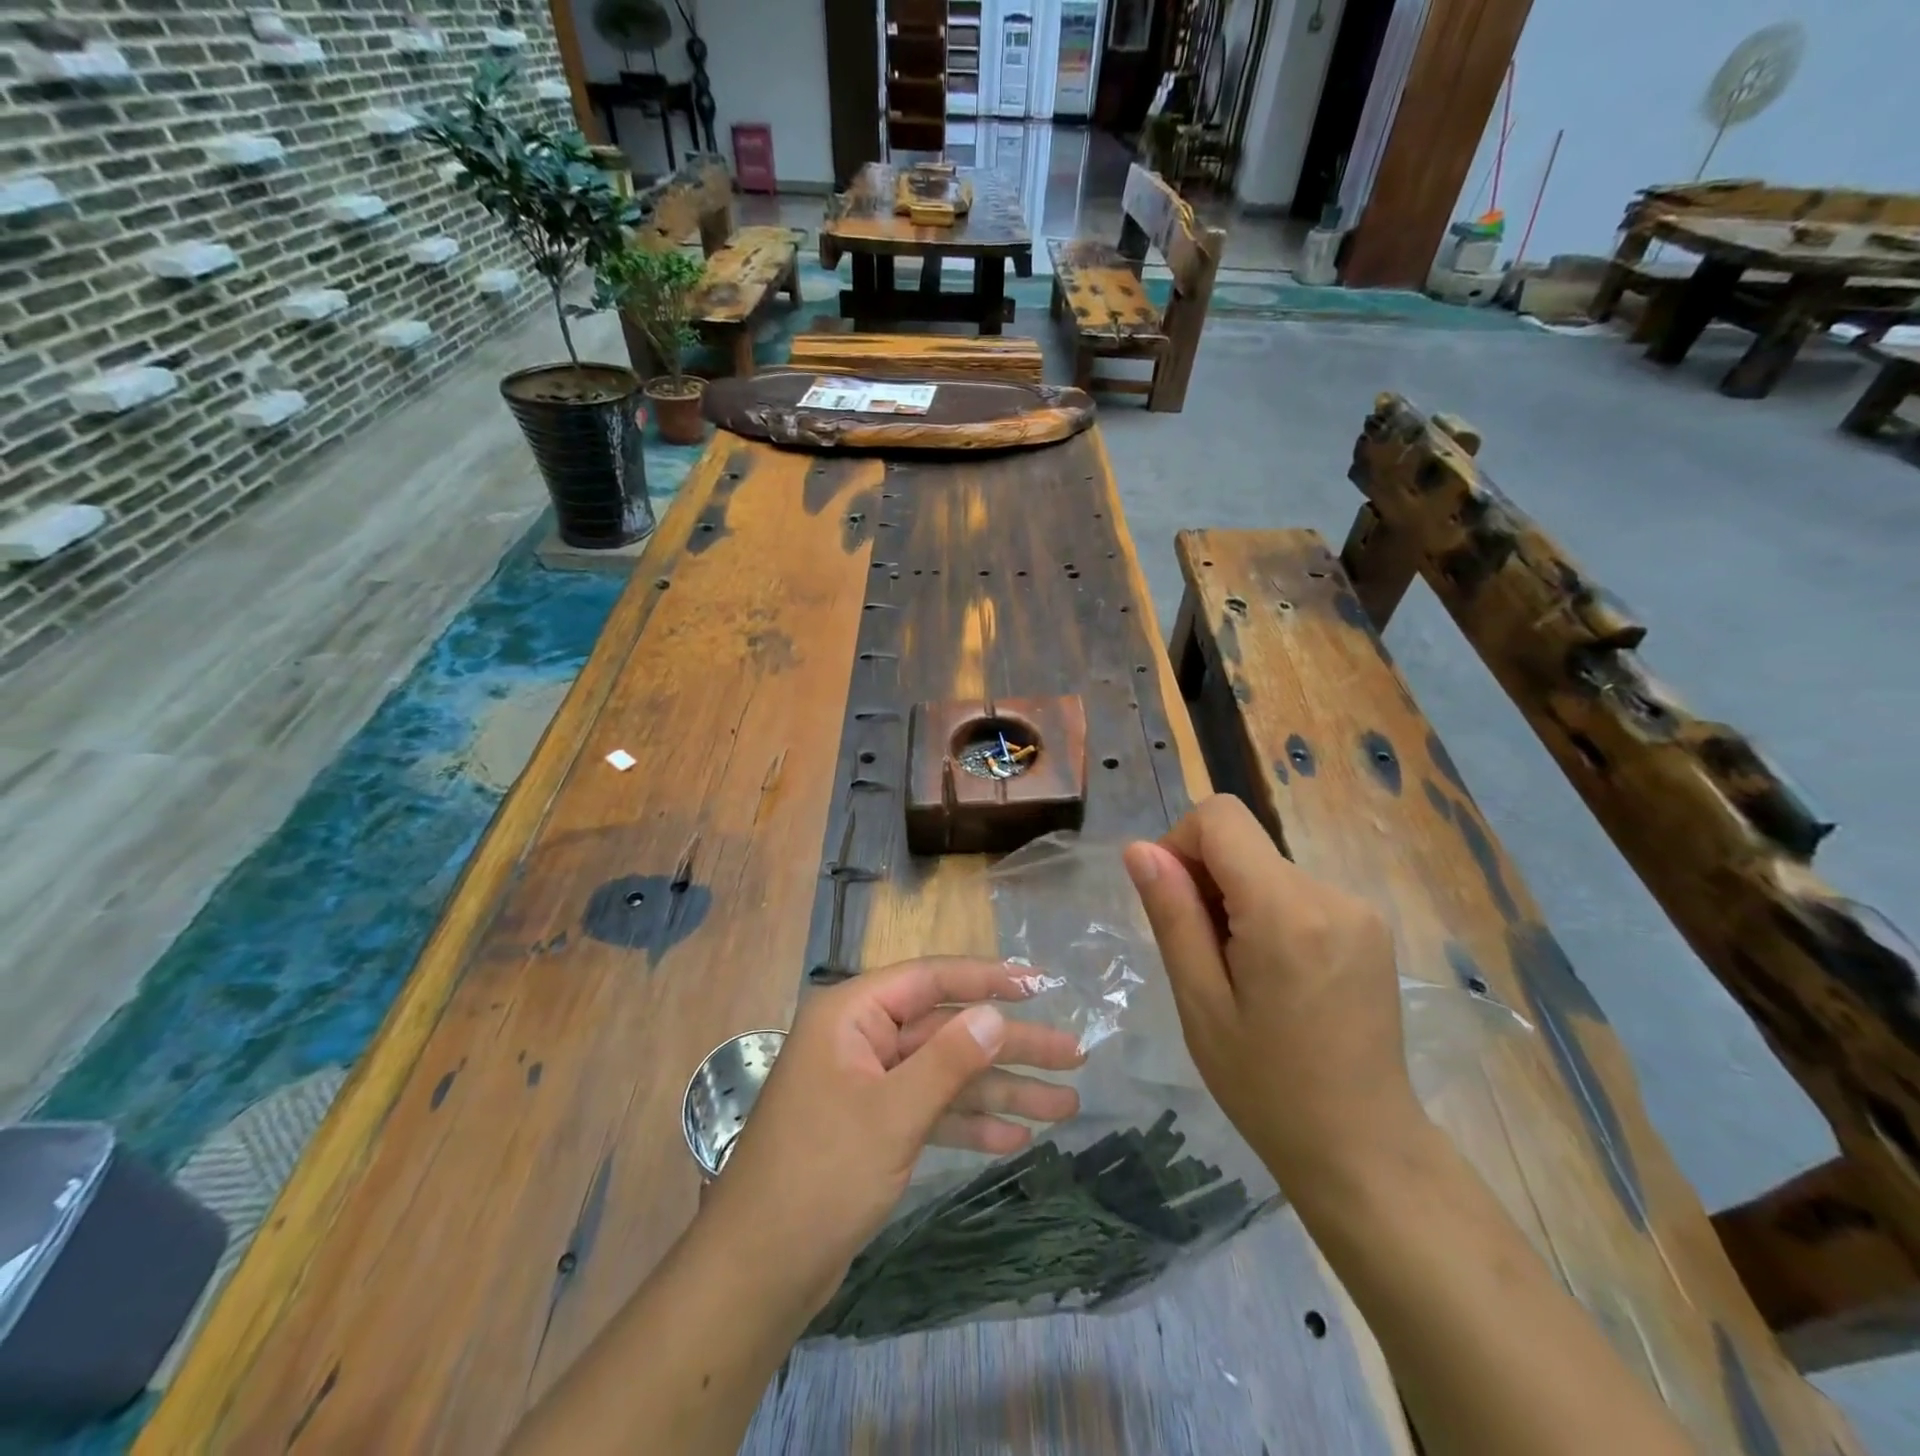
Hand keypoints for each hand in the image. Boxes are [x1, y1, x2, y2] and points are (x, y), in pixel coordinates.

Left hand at [704, 957, 1084, 1312]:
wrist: (758, 1271)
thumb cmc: (821, 1175)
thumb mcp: (893, 1113)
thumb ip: (948, 1060)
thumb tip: (995, 1014)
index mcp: (852, 1015)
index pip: (929, 979)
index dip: (987, 979)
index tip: (1040, 985)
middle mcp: (861, 1040)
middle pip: (947, 1030)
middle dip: (1009, 1046)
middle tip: (1074, 1056)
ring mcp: (868, 1085)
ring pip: (945, 1074)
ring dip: (1001, 1090)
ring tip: (1066, 1105)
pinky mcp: (874, 1127)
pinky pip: (931, 1111)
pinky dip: (969, 1123)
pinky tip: (1015, 1137)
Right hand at [1122, 794, 1421, 1189]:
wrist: (1362, 1148)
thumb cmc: (1265, 1085)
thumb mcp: (1199, 1001)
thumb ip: (1171, 914)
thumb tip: (1140, 848)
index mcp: (1286, 911)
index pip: (1220, 817)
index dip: (1180, 844)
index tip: (1172, 902)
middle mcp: (1331, 894)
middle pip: (1243, 842)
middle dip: (1206, 880)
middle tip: (1201, 955)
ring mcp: (1359, 909)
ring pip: (1266, 866)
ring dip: (1235, 900)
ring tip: (1238, 973)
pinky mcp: (1369, 926)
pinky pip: (1296, 891)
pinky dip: (1266, 912)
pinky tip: (1270, 974)